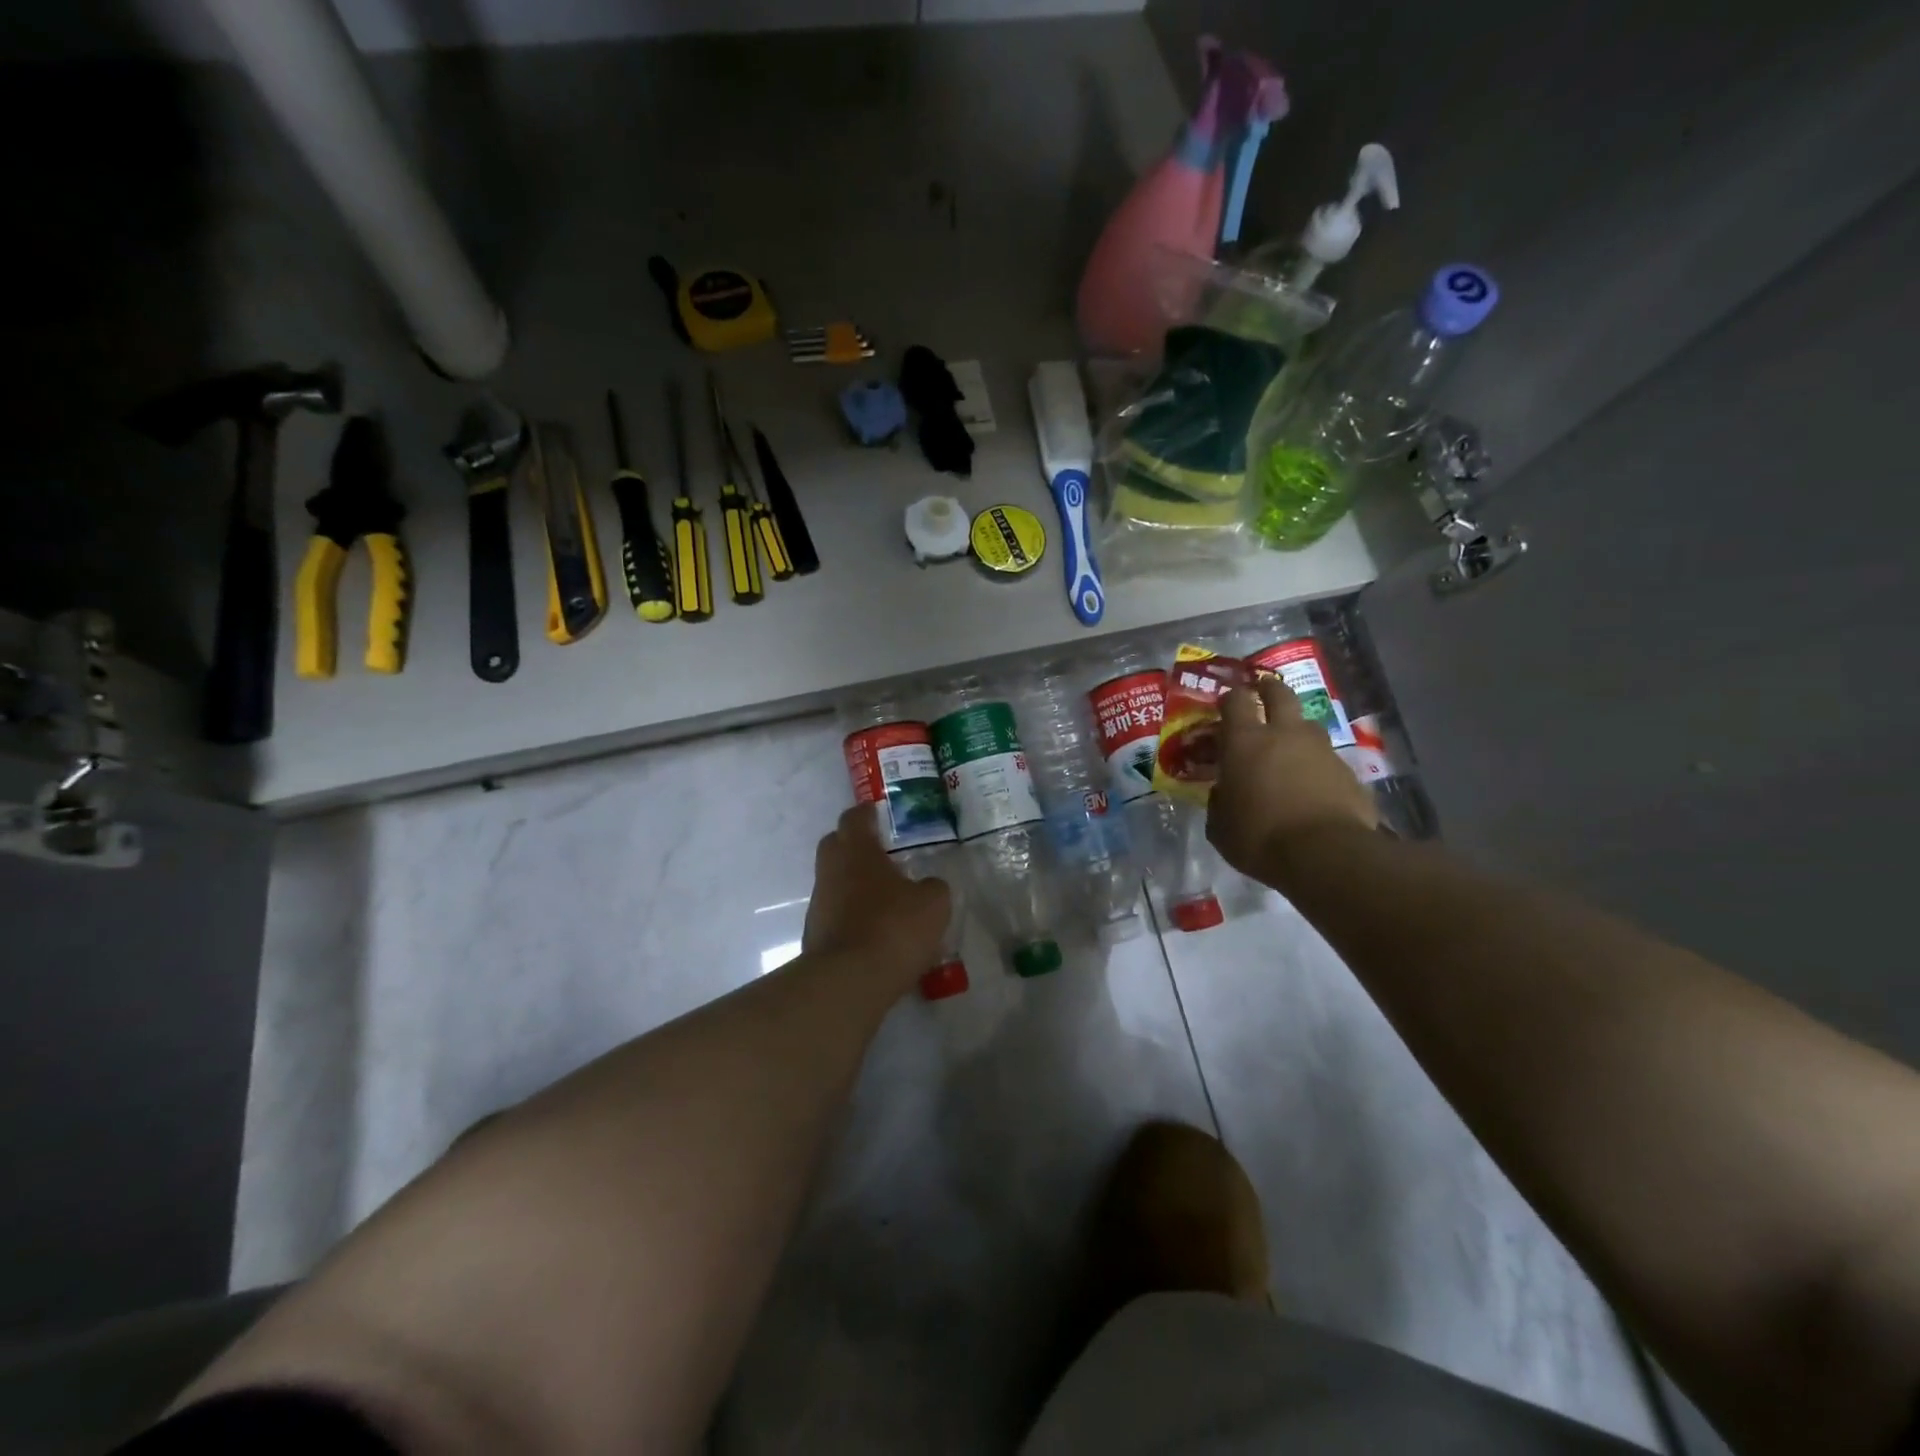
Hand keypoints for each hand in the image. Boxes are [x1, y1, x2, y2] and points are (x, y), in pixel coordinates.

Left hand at [803, 806, 951, 984]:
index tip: (879, 814)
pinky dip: (853, 915)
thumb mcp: (933, 903)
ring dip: (855, 884)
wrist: (849, 981)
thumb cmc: (893, 927)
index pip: (855, 818)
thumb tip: (928, 886)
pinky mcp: (815, 935)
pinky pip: (836, 913)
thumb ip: (933, 887)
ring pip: (835, 881)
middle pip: (836, 845)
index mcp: (856, 851)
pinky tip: (876, 931)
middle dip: (855, 845)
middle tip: (883, 855)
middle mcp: (831, 870)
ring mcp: (819, 904)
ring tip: (886, 898)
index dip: (867, 813)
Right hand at [1207, 678, 1377, 877]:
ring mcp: (1322, 750)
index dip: (1230, 697)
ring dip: (1296, 730)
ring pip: (1308, 725)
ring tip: (1289, 747)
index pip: (1235, 701)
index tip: (1226, 702)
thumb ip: (1219, 802)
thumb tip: (1224, 793)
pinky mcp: (1349, 772)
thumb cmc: (1260, 838)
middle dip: (1269, 689)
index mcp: (1245, 742)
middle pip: (1280, 694)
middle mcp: (1285, 735)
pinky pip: (1328, 760)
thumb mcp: (1221, 827)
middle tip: (1262, 693)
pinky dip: (1318, 766)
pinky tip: (1313, 787)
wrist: (1327, 855)